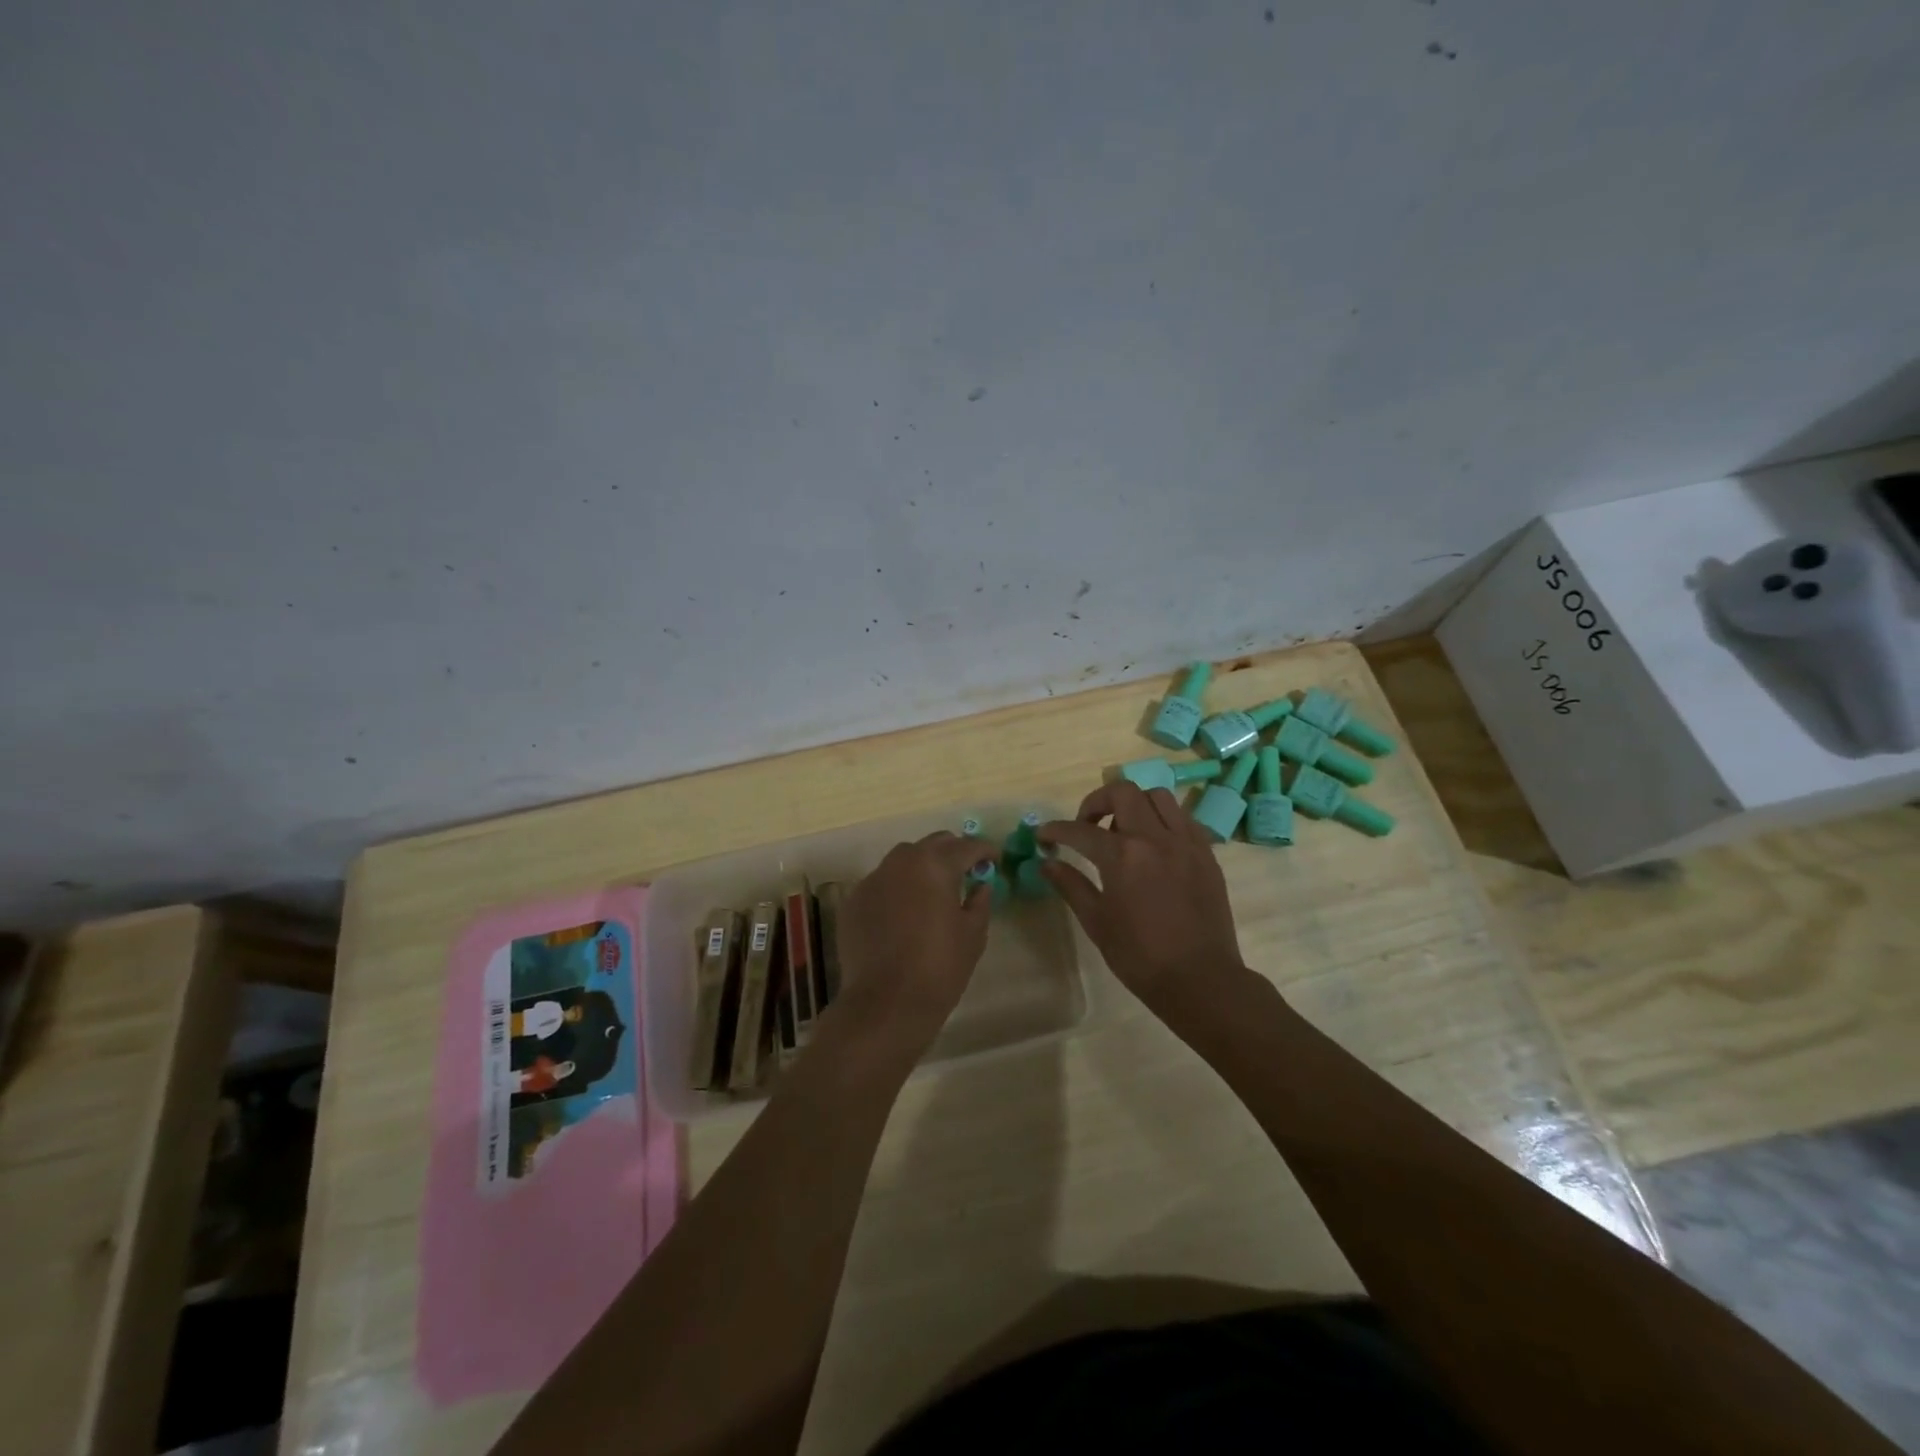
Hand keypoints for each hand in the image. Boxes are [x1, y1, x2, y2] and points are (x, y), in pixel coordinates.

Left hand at [833, 831, 994, 1052]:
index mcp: (935, 865)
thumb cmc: (939, 968)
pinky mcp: (854, 901)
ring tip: (933, 889)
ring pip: (903, 860)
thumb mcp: (973, 935)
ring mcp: (872, 880)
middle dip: (952, 852)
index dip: (984, 850)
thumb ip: (979, 902)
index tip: (994, 858)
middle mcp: (901, 862)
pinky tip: (903, 912)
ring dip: (922, 866)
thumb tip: (980, 885)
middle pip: (933, 844)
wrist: (886, 1004)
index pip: (966, 846)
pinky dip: (897, 888)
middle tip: (966, 870)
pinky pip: (881, 883)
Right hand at [1039, 782, 1249, 1021]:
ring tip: (1124, 831)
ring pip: (1158, 796)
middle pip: (1123, 792)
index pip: (1080, 830)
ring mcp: (1185, 842)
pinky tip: (1154, 845)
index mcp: (1123, 856)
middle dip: (1096, 802)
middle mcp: (1155, 838)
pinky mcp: (1206, 853)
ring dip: (1134, 804)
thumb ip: (1071, 885)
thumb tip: (1046, 863)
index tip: (1044, 836)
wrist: (1200, 979)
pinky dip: (1162, 820)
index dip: (1056, 830)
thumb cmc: (1140, 956)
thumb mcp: (1097, 922)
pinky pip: (1183, 818)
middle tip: (1086, 826)